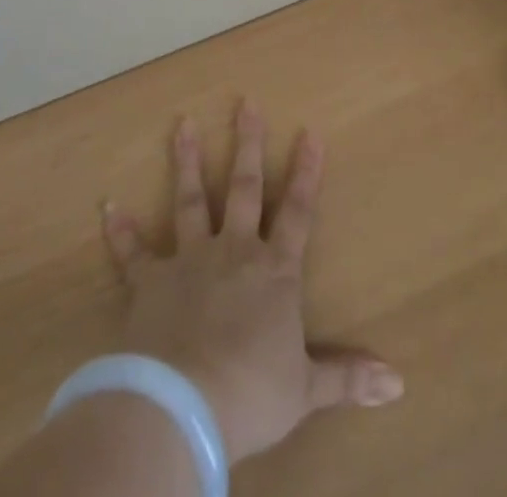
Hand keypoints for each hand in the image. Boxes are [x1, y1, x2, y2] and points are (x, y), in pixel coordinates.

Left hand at [100, 102, 402, 463]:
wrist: (183, 405)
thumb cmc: (250, 393)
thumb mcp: (306, 389)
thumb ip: (347, 376)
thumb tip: (398, 383)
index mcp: (273, 272)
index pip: (298, 212)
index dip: (306, 172)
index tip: (310, 131)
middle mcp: (233, 251)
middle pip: (244, 187)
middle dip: (248, 143)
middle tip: (245, 101)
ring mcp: (189, 260)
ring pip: (190, 200)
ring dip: (186, 161)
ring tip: (182, 123)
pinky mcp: (150, 281)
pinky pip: (133, 253)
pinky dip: (120, 231)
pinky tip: (109, 206)